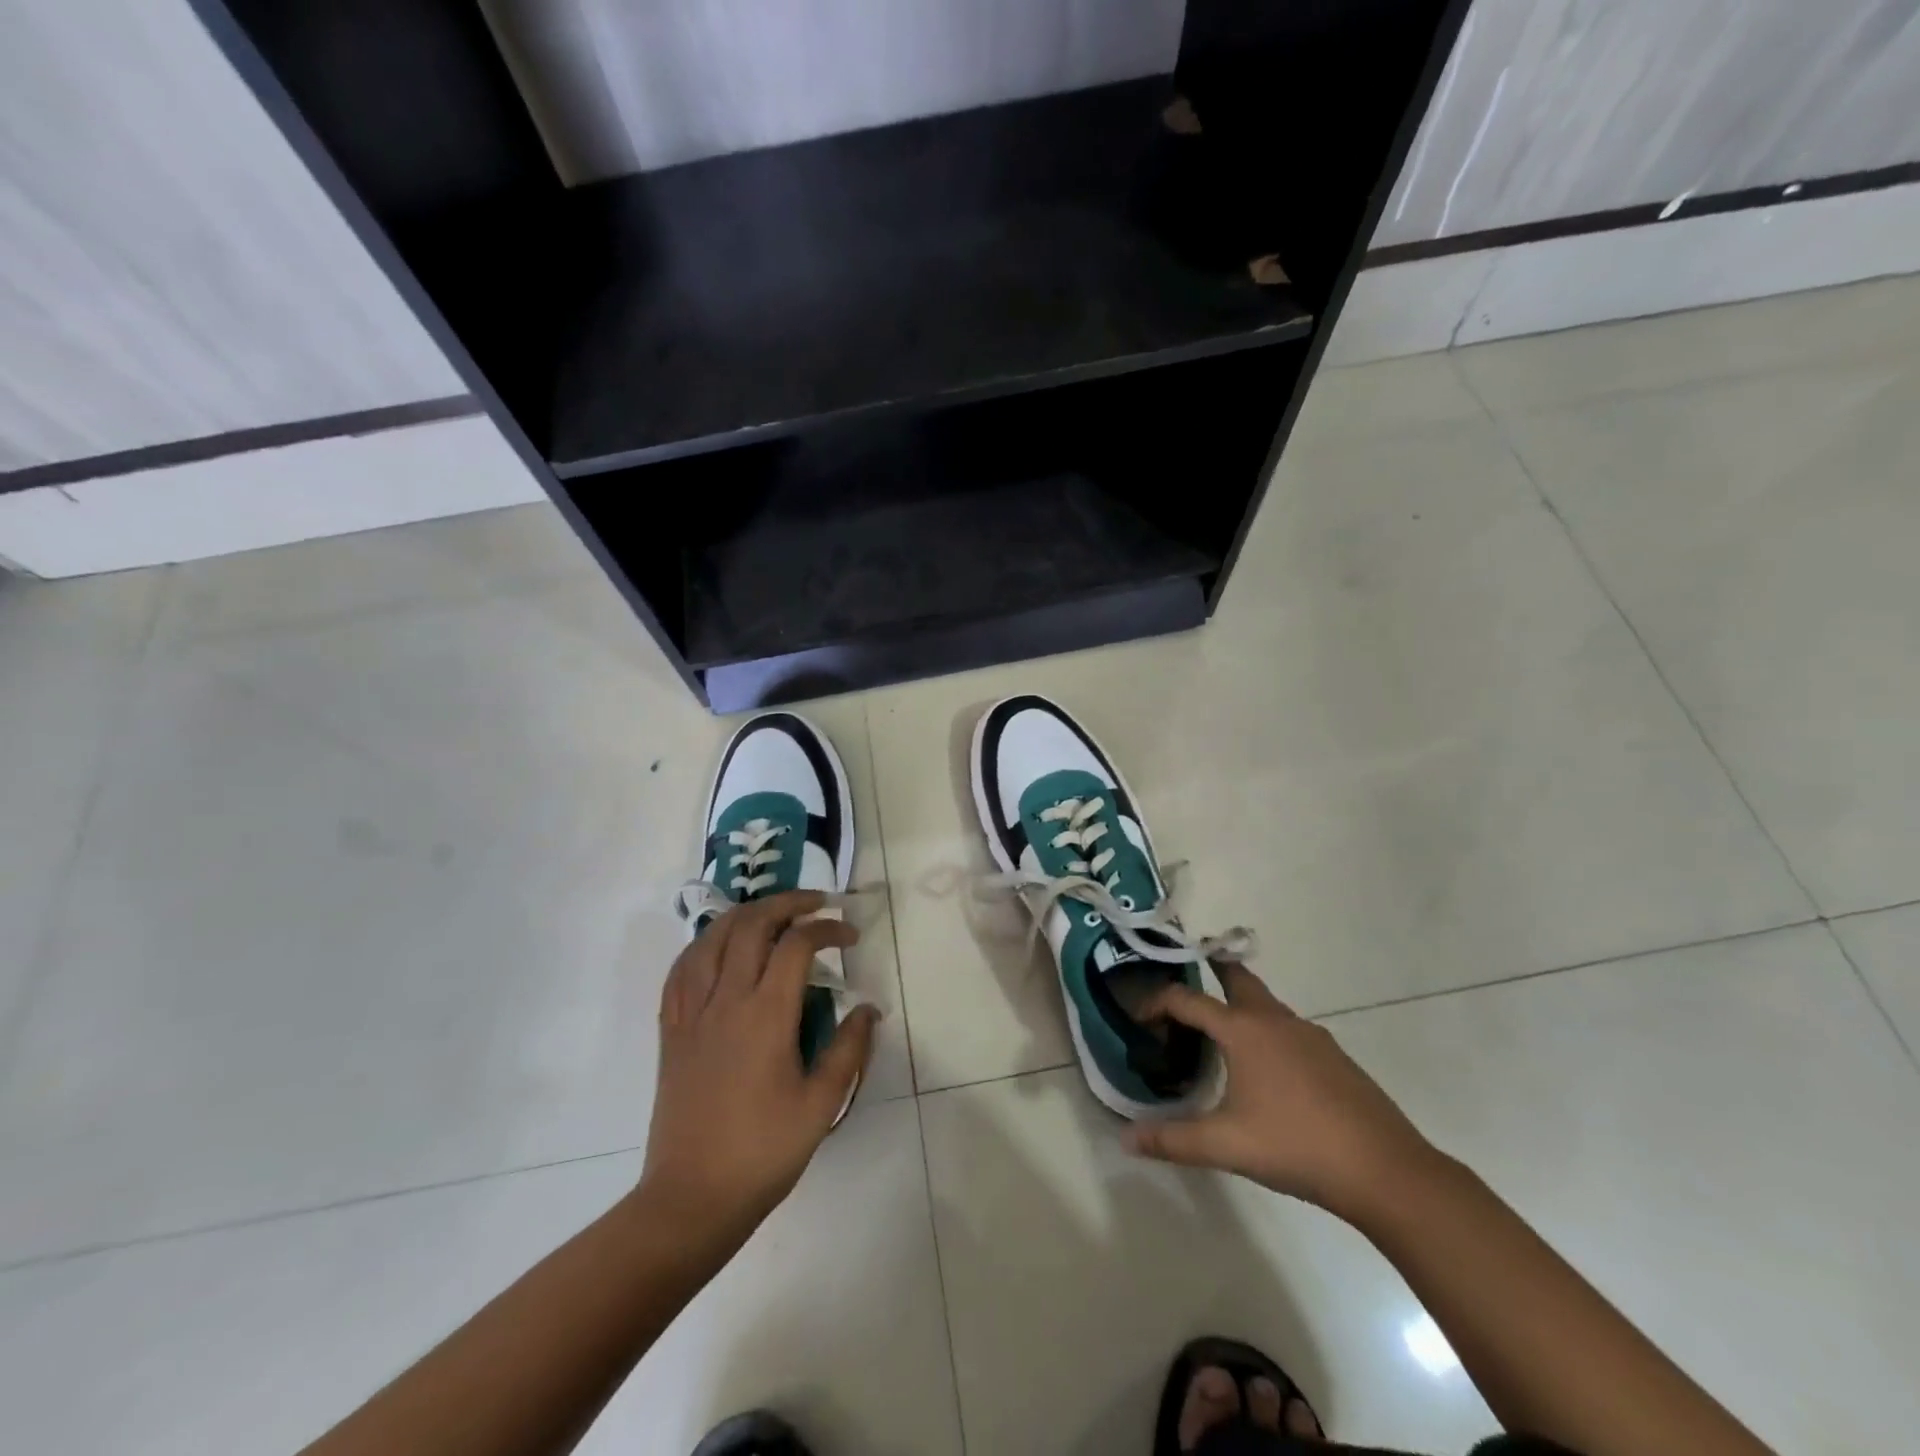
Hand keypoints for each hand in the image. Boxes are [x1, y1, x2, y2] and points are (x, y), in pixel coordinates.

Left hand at [637, 892, 878, 1239]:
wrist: (691, 1199)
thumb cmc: (763, 1152)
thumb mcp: (821, 1104)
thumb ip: (849, 1049)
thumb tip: (869, 1008)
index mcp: (766, 1015)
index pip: (797, 944)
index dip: (827, 928)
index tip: (850, 936)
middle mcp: (726, 1001)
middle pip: (752, 925)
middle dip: (787, 903)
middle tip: (816, 905)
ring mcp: (692, 1013)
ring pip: (712, 938)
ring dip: (746, 915)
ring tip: (771, 915)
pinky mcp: (671, 1031)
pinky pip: (681, 970)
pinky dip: (704, 944)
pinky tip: (718, 947)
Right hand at [1124, 963, 1435, 1220]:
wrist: (1386, 1170)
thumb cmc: (1296, 1146)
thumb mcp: (1225, 1146)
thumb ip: (1171, 1140)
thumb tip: (1126, 1140)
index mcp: (1243, 1030)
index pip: (1187, 999)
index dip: (1157, 1003)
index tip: (1139, 1019)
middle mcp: (1275, 1020)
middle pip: (1237, 977)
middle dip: (1212, 969)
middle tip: (1188, 980)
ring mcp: (1310, 1036)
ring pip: (1266, 1003)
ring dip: (1240, 1004)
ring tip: (1220, 1032)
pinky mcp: (1334, 1056)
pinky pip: (1289, 1028)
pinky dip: (1267, 1029)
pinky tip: (1267, 1068)